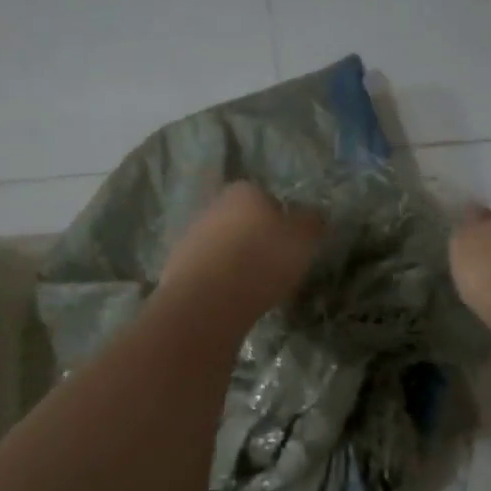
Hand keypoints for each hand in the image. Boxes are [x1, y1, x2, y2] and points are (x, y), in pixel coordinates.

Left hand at [160, 182, 325, 320]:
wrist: (208, 299)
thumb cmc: (262, 259)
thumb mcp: (304, 238)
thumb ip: (312, 222)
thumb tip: (314, 216)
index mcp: (245, 191)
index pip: (269, 199)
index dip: (283, 222)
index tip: (291, 247)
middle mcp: (214, 205)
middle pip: (243, 221)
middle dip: (257, 240)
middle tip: (274, 267)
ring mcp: (191, 235)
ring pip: (224, 245)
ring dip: (236, 261)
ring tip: (253, 288)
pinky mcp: (177, 265)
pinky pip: (208, 270)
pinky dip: (220, 281)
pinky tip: (231, 299)